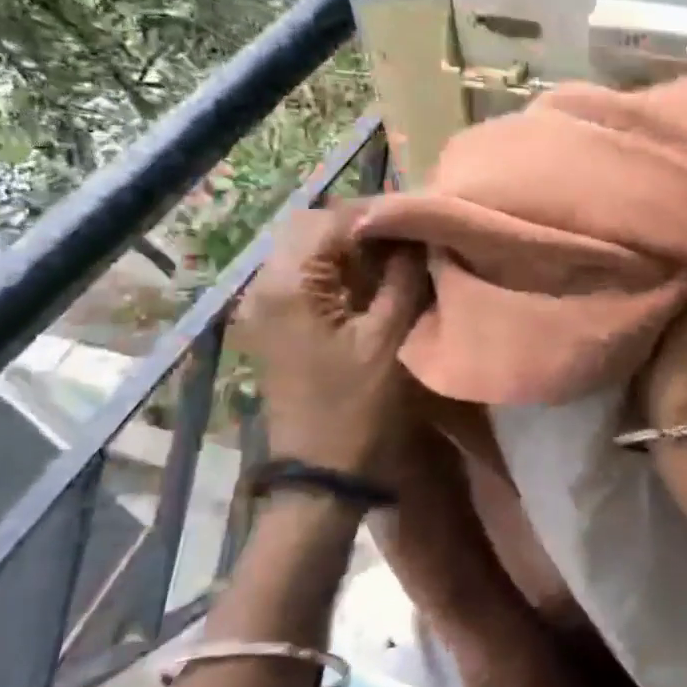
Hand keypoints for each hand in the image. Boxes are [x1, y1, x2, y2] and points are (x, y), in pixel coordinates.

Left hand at [232, 205, 428, 481]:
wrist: (321, 473)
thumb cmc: (358, 407)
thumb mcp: (389, 338)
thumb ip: (403, 277)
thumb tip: (417, 234)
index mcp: (288, 285)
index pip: (333, 219)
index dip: (380, 213)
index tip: (421, 219)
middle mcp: (264, 284)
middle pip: (312, 226)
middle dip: (363, 225)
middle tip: (410, 238)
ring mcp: (265, 305)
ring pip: (308, 249)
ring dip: (351, 246)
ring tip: (398, 257)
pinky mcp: (275, 322)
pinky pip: (306, 276)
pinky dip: (340, 269)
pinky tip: (374, 283)